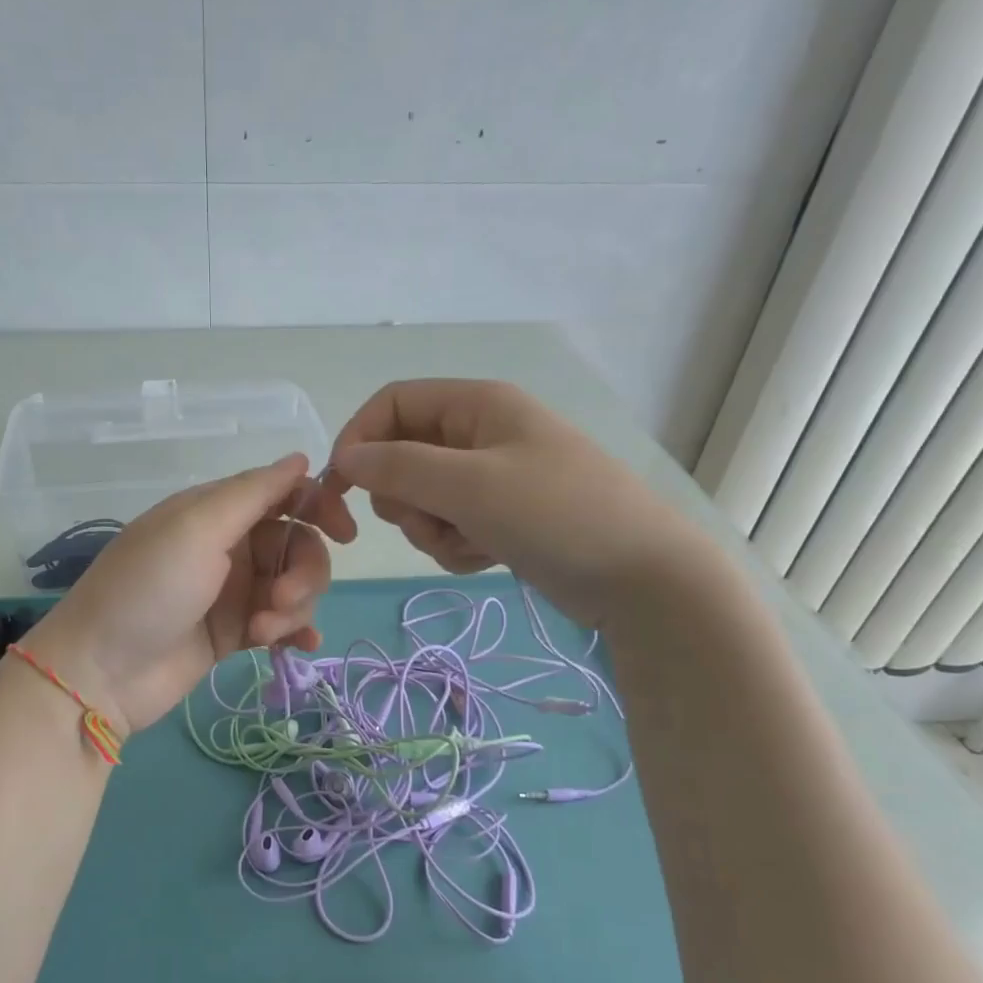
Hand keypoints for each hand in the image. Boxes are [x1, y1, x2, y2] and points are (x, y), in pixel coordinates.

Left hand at [22, 454, 355, 731]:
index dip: (318, 507)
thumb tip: (301, 458)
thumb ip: (253, 492)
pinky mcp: (232, 633)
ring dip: (292, 608)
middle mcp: (227, 546)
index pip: (282, 494)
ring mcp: (231, 592)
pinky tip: (298, 647)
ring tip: (261, 633)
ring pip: (292, 586)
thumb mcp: (197, 528)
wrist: (101, 672)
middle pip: (295, 544)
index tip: (345, 533)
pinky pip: (280, 623)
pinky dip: (294, 632)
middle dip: (302, 573)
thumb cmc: (148, 589)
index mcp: (215, 511)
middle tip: (280, 603)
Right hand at [329, 379, 708, 621]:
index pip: (392, 404)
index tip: (341, 488)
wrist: (641, 578)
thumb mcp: (470, 485)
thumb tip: (345, 460)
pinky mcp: (502, 517)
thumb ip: (399, 467)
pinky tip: (489, 557)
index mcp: (477, 404)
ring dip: (432, 528)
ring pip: (423, 498)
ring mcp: (493, 477)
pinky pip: (450, 525)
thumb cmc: (555, 514)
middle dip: (404, 497)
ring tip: (470, 543)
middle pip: (403, 455)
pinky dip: (457, 545)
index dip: (359, 439)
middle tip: (428, 520)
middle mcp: (481, 433)